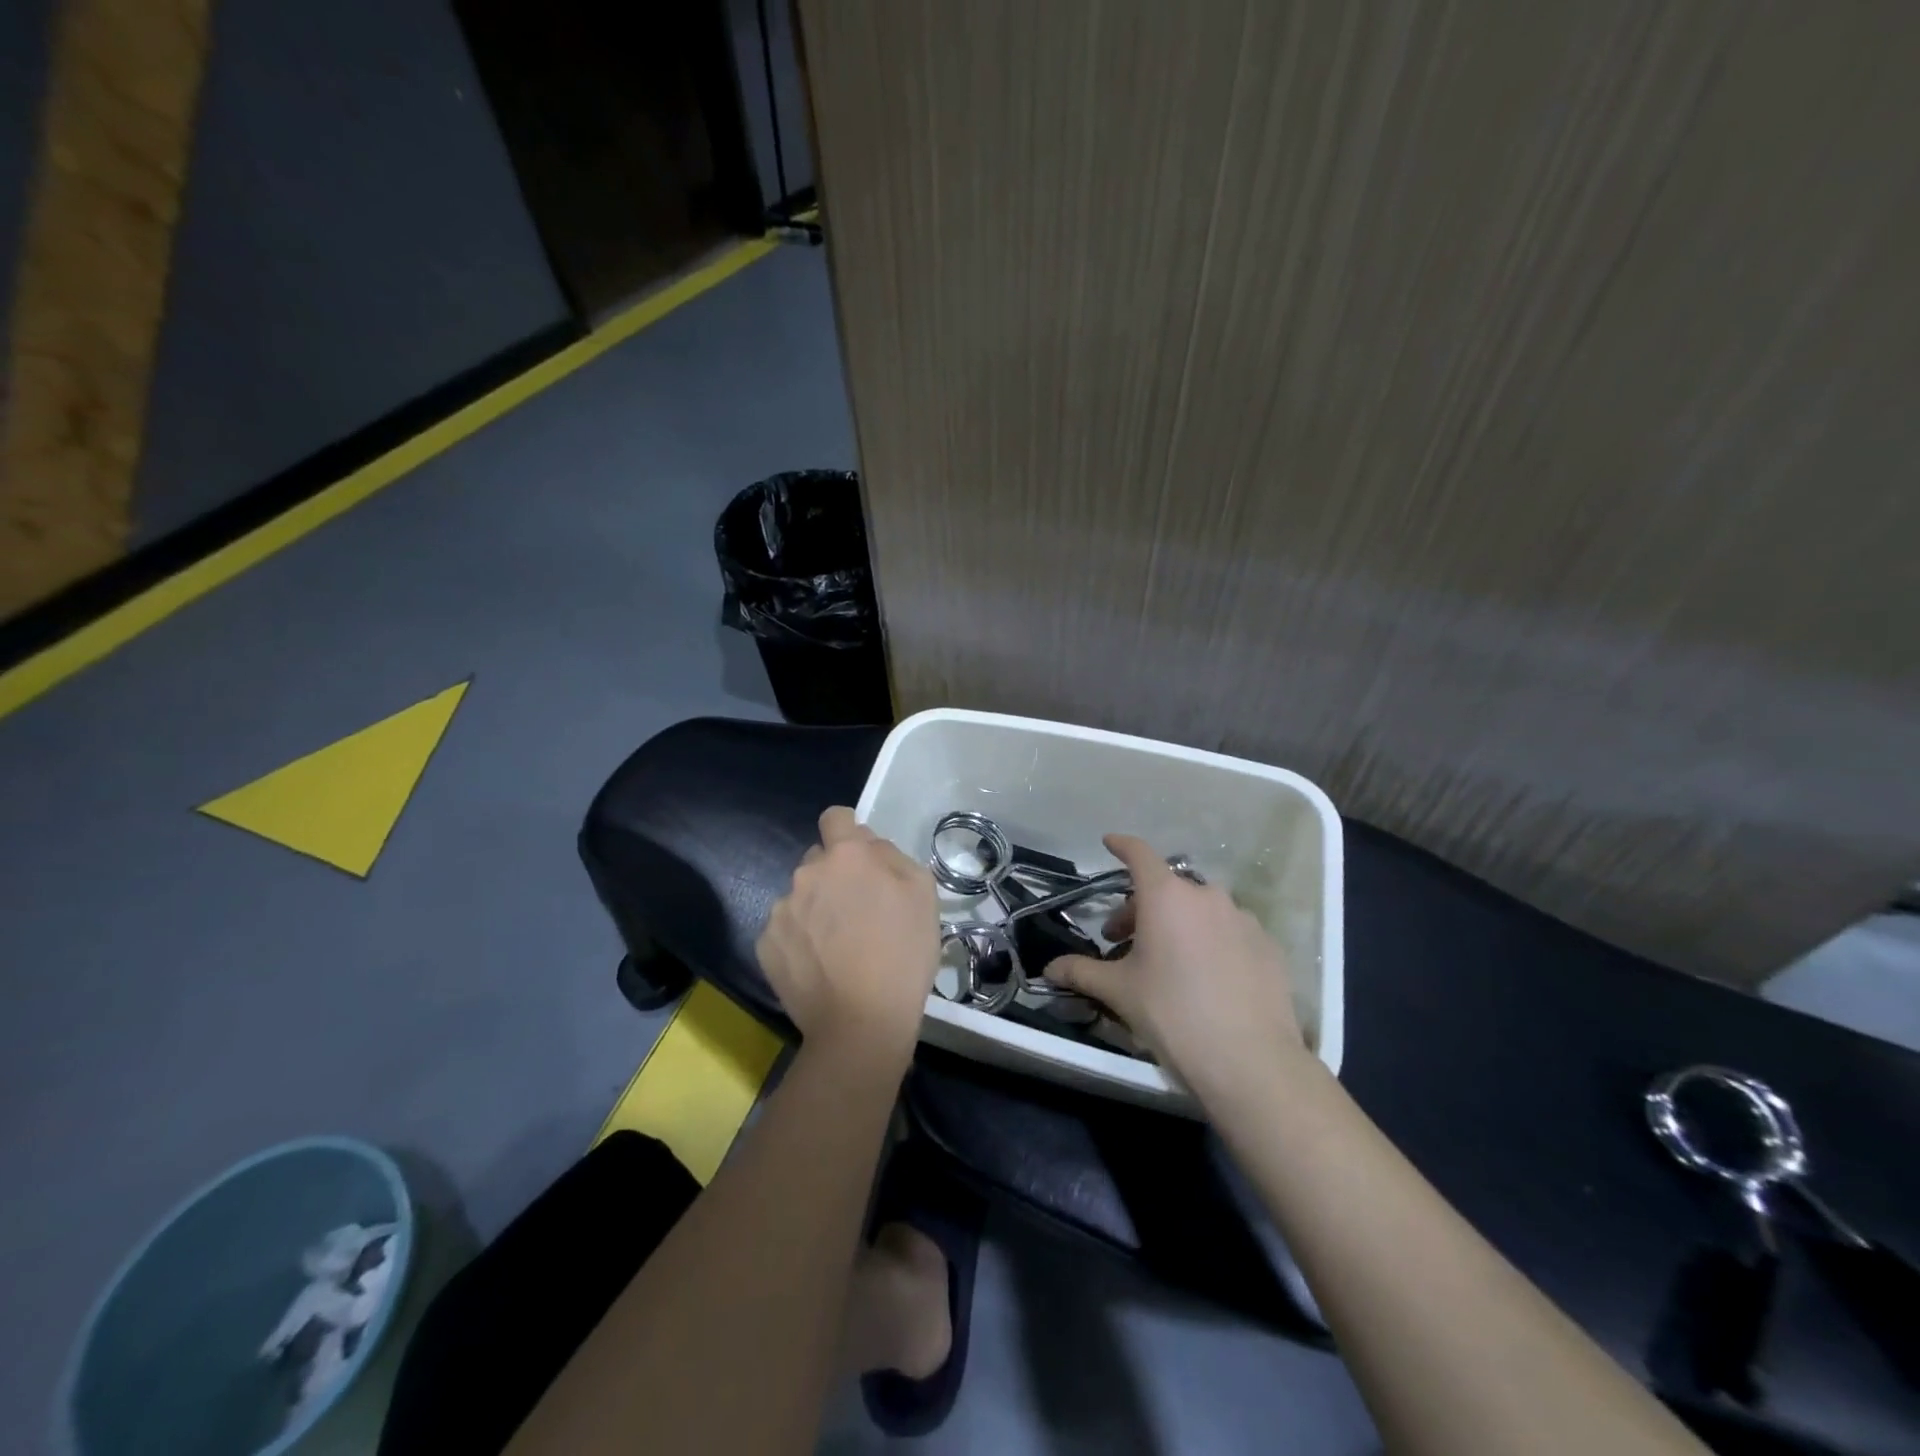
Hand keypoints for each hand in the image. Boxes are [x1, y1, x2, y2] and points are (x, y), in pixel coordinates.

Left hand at [756, 806, 940, 1060]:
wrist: (861, 1024)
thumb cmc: (903, 954)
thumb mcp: (923, 894)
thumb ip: (893, 857)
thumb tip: (871, 848)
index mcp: (846, 856)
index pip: (835, 817)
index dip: (848, 831)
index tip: (861, 858)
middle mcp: (806, 873)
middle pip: (819, 859)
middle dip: (836, 875)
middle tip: (859, 911)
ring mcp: (781, 909)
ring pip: (801, 895)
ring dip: (817, 907)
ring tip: (839, 946)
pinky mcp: (765, 944)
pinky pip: (785, 928)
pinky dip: (800, 939)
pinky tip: (820, 966)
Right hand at [1044, 834, 1304, 1098]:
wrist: (1250, 1061)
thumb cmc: (1172, 1014)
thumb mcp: (1119, 992)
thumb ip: (1081, 972)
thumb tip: (1049, 968)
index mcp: (1166, 896)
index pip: (1139, 854)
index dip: (1121, 846)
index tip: (1109, 843)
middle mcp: (1206, 896)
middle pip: (1167, 888)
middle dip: (1141, 907)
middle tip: (1124, 941)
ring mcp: (1243, 919)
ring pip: (1200, 910)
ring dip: (1178, 924)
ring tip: (1168, 963)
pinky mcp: (1267, 946)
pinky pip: (1229, 932)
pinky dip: (1211, 942)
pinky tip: (1206, 978)